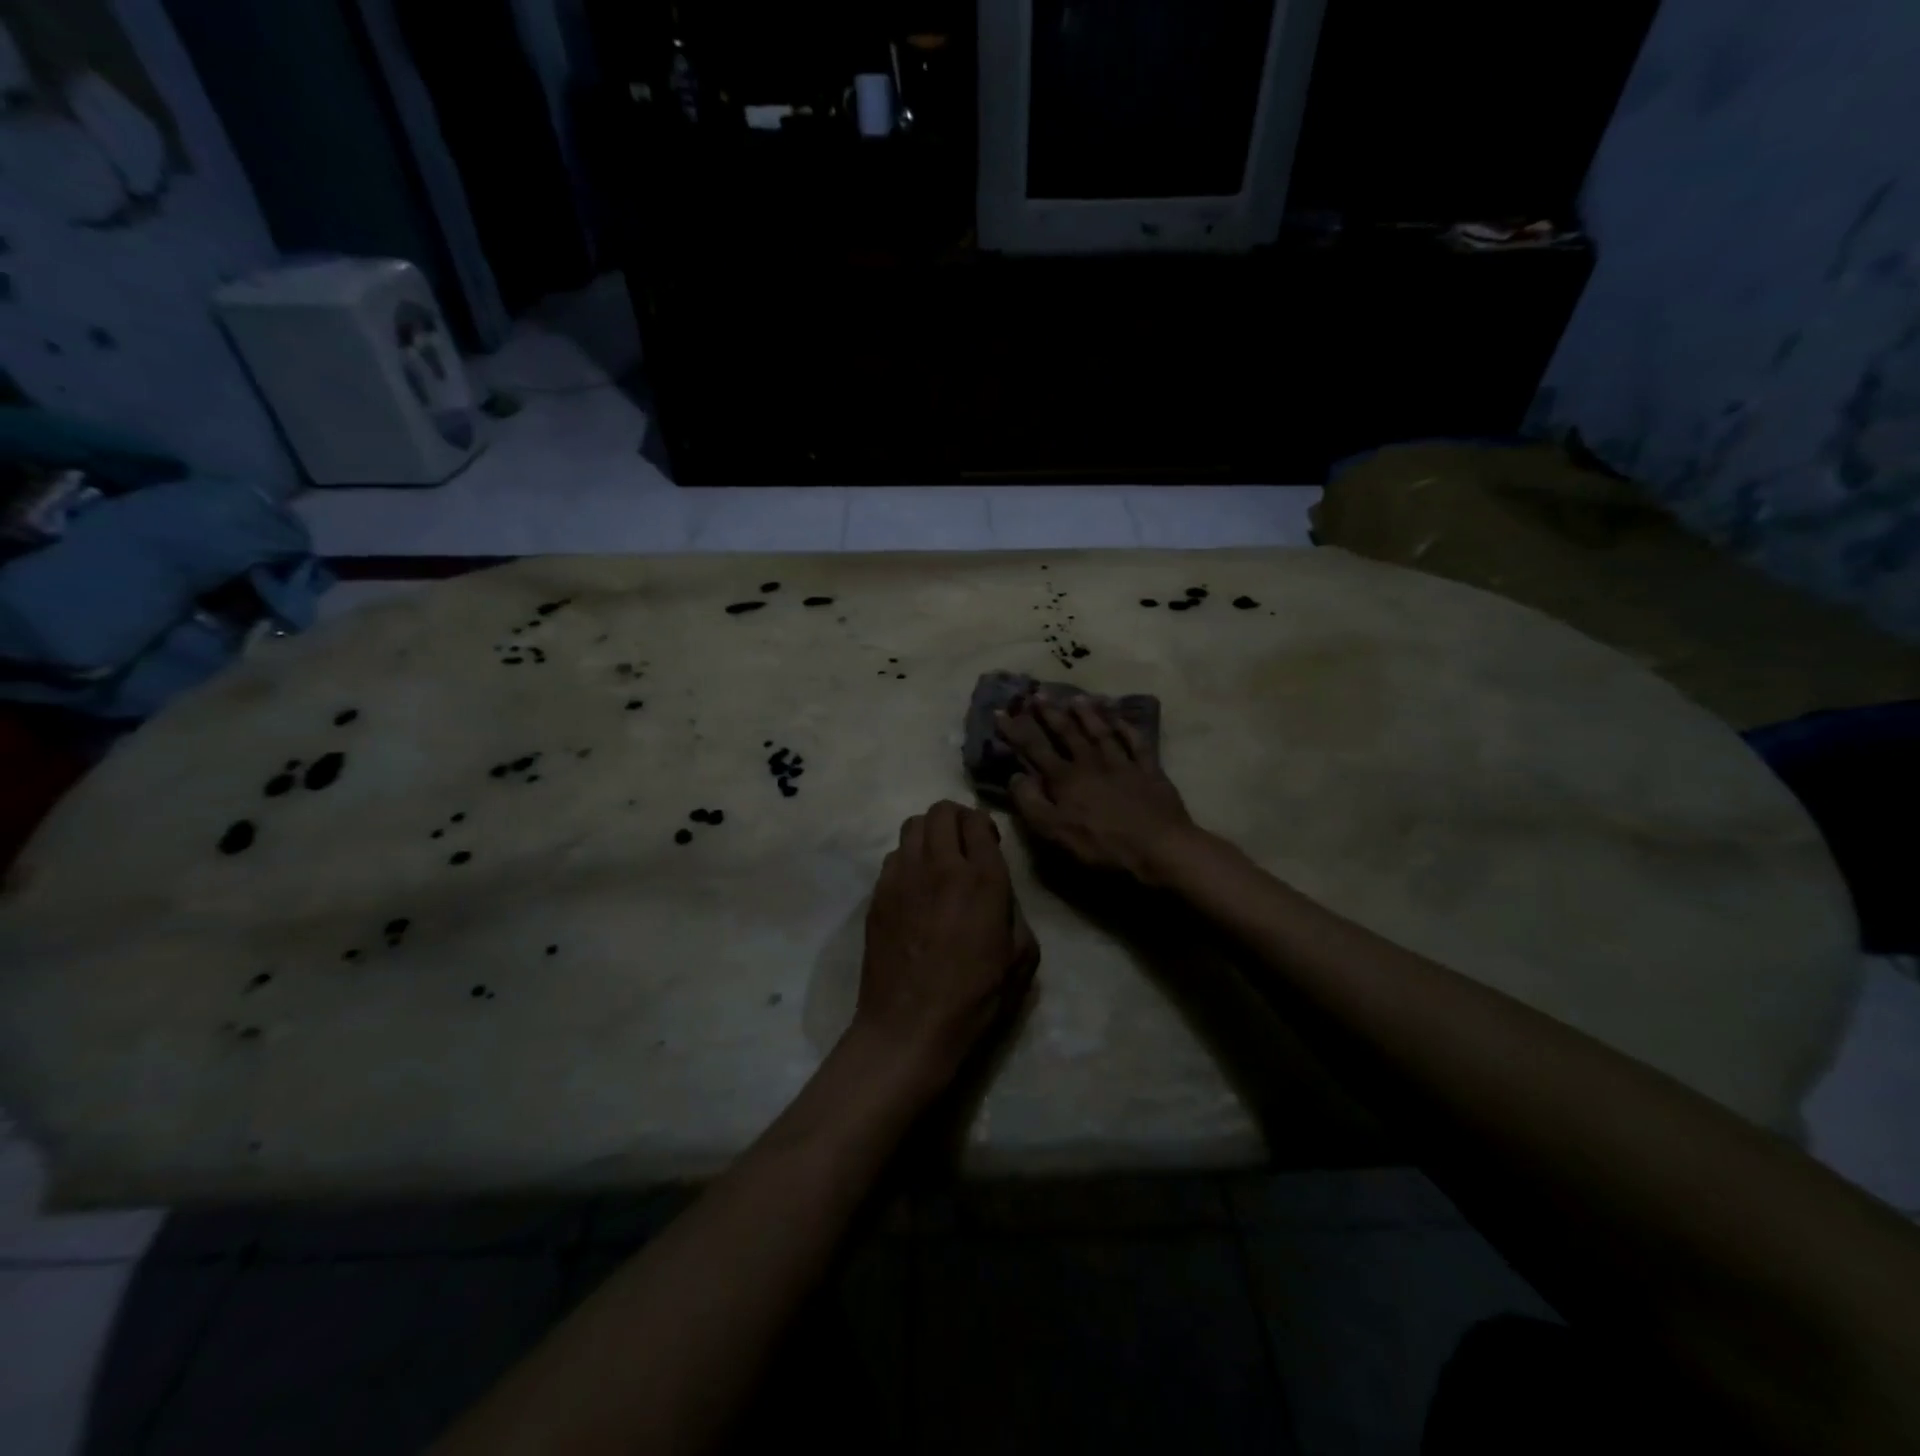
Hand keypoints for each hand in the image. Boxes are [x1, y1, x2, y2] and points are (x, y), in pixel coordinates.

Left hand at [855, 801, 1038, 1083]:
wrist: (910, 1025)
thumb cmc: (974, 997)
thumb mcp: (1021, 957)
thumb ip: (1015, 912)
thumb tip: (1000, 895)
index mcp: (982, 879)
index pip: (977, 820)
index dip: (984, 826)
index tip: (987, 844)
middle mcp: (941, 866)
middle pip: (941, 811)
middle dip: (956, 819)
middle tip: (963, 844)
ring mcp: (903, 876)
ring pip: (913, 825)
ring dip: (929, 833)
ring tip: (936, 860)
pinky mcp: (878, 893)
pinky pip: (894, 855)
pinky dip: (907, 859)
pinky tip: (914, 887)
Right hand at [997, 698, 1197, 883]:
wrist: (1159, 846)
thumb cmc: (1102, 845)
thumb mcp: (1055, 832)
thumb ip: (1031, 803)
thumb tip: (1015, 776)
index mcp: (1065, 779)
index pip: (1034, 748)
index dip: (1016, 730)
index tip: (1001, 712)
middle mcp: (1090, 762)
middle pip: (1067, 732)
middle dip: (1050, 713)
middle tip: (1037, 694)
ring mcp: (1122, 763)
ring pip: (1100, 731)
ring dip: (1087, 714)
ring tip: (1076, 698)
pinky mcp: (1149, 770)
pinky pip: (1136, 742)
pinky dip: (1127, 728)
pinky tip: (1121, 718)